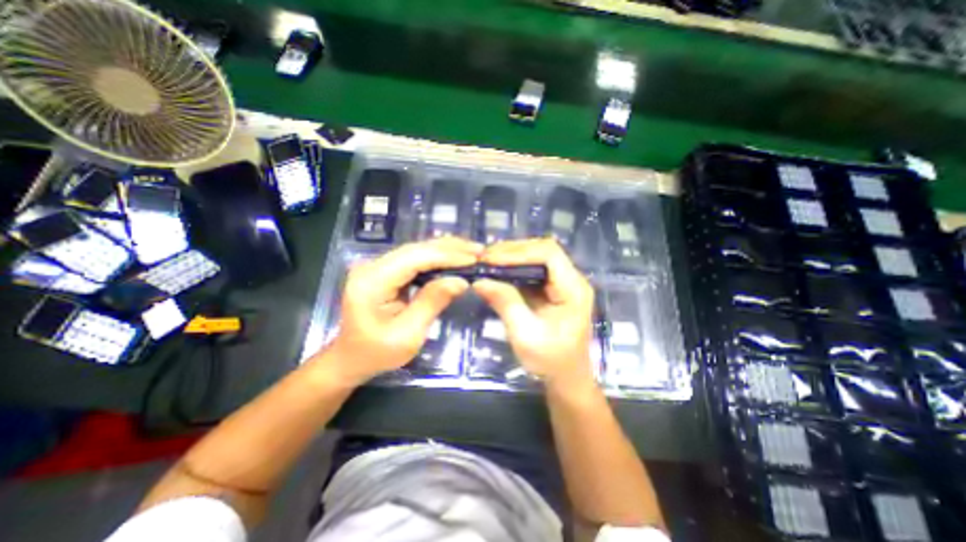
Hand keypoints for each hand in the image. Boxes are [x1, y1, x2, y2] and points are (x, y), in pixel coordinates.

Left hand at [318, 236, 483, 385]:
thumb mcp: (408, 334)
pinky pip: (415, 259)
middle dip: (450, 248)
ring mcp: (377, 266)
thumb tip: (461, 280)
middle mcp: (372, 266)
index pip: (414, 258)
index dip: (446, 255)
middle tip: (479, 250)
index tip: (474, 258)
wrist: (351, 358)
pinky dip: (437, 258)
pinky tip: (454, 259)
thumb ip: (432, 302)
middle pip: (416, 248)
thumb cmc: (377, 353)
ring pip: (417, 250)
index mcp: (372, 281)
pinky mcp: (385, 270)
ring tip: (472, 252)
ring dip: (446, 250)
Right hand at [476, 236, 600, 388]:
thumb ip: (505, 304)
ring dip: (511, 257)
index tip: (491, 260)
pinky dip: (513, 268)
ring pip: (537, 256)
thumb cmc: (551, 361)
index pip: (549, 254)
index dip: (519, 252)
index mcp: (573, 289)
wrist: (566, 378)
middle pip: (543, 250)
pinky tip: (497, 271)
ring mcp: (562, 283)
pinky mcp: (552, 288)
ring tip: (487, 262)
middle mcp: (571, 279)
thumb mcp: (525, 335)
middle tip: (484, 258)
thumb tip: (479, 281)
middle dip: (512, 251)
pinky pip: (532, 269)